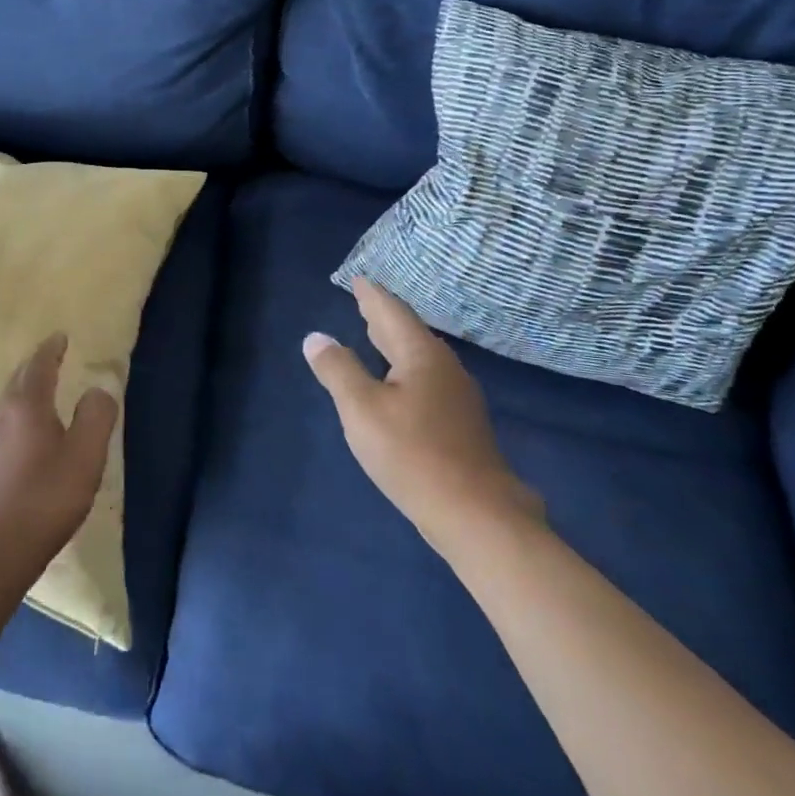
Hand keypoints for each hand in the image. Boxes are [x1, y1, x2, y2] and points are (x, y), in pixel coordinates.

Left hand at [0, 334, 118, 581]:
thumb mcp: (85, 457)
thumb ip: (96, 417)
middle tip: (51, 358)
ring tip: (39, 392)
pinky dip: (15, 414)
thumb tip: (98, 389)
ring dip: (23, 390)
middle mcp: (0, 413)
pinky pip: (0, 423)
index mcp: (26, 404)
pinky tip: (22, 434)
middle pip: (18, 379)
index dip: (51, 349)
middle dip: (35, 365)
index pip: (39, 364)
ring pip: (6, 401)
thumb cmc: (44, 499)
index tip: (60, 337)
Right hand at [304, 280, 543, 558]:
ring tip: (375, 337)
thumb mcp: (361, 409)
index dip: (372, 296)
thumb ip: (338, 370)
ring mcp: (458, 399)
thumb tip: (317, 338)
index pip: (392, 313)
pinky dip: (404, 369)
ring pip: (420, 358)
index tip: (359, 279)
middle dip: (383, 317)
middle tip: (364, 301)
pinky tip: (398, 385)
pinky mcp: (461, 426)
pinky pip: (426, 380)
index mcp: (421, 356)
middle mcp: (444, 369)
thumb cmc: (412, 454)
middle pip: (409, 333)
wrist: (477, 516)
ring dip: (395, 344)